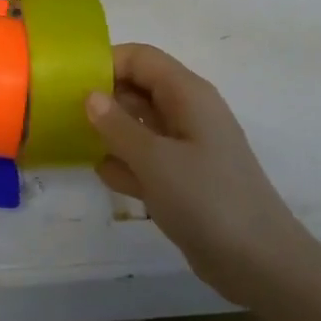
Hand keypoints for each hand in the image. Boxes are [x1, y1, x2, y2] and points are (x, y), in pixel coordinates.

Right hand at [85, 43, 304, 306]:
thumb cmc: (207, 200)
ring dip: (110, 131)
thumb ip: (117, 126)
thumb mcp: (154, 160)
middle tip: (61, 111)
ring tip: (71, 139)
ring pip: (139, 125)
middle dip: (102, 97)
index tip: (68, 81)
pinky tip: (103, 174)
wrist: (259, 262)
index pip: (141, 58)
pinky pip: (146, 158)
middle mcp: (187, 113)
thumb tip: (90, 95)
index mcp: (187, 94)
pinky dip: (126, 162)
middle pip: (138, 88)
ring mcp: (186, 147)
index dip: (105, 62)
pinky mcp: (183, 178)